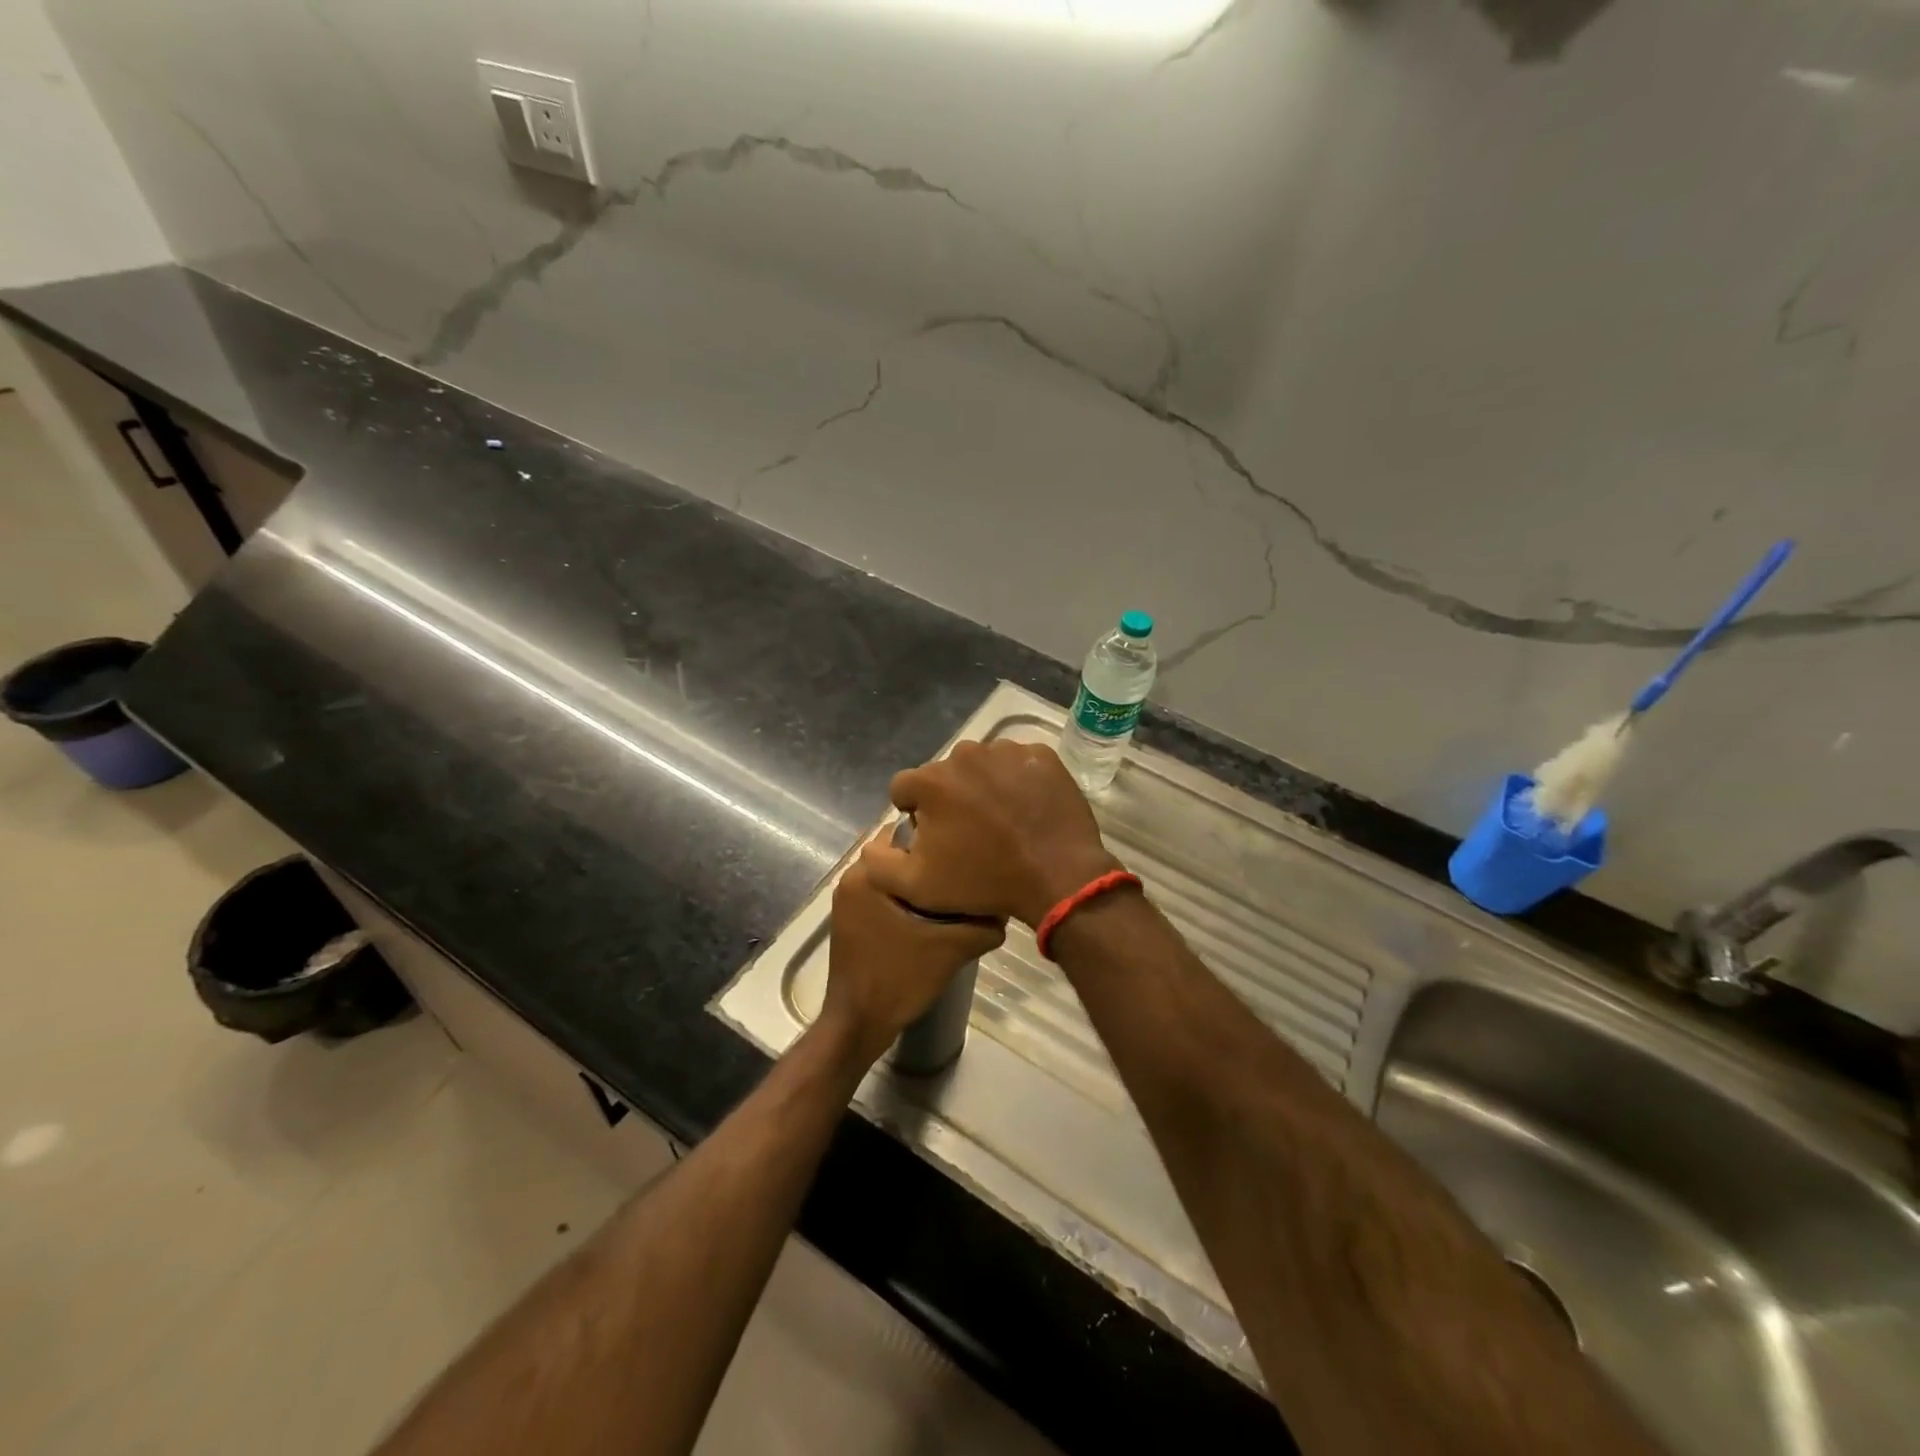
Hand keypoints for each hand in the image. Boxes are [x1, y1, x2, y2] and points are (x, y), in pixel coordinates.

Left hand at [820, 847, 1005, 1064]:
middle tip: (966, 873)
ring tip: (955, 892)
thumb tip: (1004, 910)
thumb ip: (983, 925)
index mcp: (867, 873)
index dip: (938, 841)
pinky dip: (906, 897)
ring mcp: (847, 899)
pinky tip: (933, 914)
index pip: (907, 833)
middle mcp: (851, 877)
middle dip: (931, 862)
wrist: (859, 1024)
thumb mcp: (951, 949)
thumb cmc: (898, 978)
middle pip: (900, 855)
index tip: (966, 853)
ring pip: (893, 876)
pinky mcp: (850, 918)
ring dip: (920, 881)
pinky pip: (884, 893)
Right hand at [866, 740, 1122, 927]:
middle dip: (950, 798)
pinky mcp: (1041, 754)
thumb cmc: (984, 882)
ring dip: (984, 787)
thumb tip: (873, 841)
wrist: (1058, 877)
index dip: (915, 814)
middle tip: (971, 833)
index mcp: (931, 781)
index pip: (905, 789)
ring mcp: (1007, 750)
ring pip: (981, 766)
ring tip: (1002, 821)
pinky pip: (1017, 763)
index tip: (935, 838)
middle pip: (944, 775)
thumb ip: (879, 862)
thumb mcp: (917, 887)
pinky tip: (1027, 809)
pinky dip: (1017, 781)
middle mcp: (965, 754)